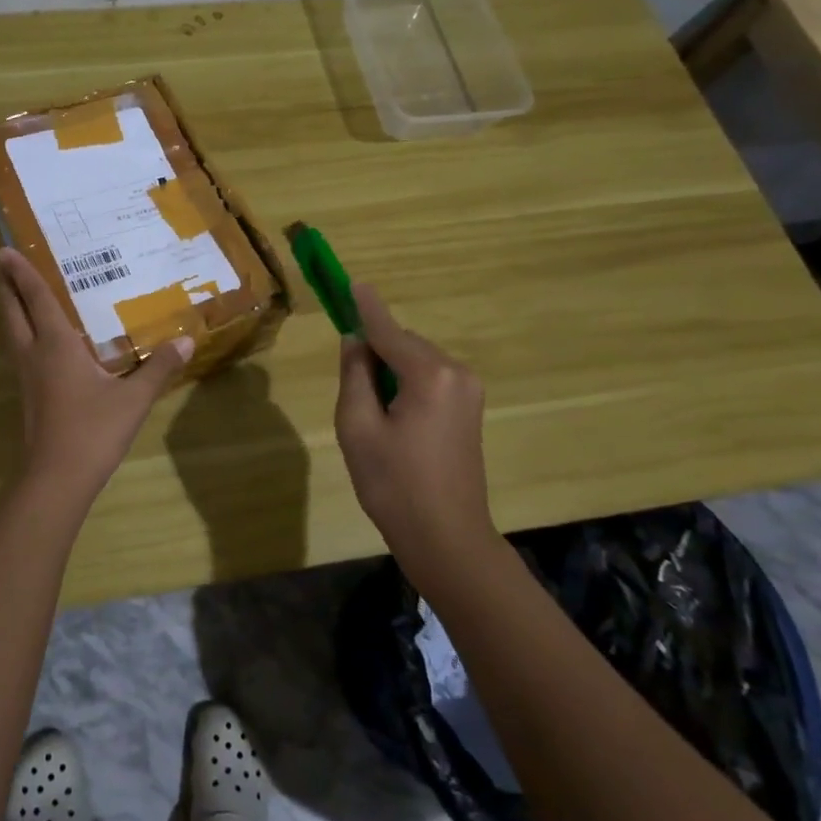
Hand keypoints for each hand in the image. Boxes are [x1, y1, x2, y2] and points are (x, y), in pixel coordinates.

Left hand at [0, 247, 192, 500]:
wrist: (57, 478)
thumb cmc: (93, 430)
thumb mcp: (133, 399)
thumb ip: (159, 368)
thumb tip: (187, 341)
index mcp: (56, 344)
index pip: (37, 298)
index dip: (23, 273)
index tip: (5, 250)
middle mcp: (34, 353)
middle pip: (13, 312)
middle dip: (5, 286)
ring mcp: (27, 376)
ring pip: (11, 332)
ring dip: (8, 308)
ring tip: (8, 292)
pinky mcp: (28, 396)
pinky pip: (19, 351)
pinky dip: (19, 332)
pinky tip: (32, 341)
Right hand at [335, 283, 496, 567]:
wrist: (447, 538)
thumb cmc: (394, 484)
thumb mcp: (357, 427)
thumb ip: (354, 375)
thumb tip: (355, 341)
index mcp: (429, 374)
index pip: (387, 330)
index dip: (365, 307)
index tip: (351, 281)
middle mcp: (456, 372)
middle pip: (403, 344)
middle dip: (375, 351)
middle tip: (350, 388)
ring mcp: (468, 391)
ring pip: (416, 361)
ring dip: (390, 370)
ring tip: (371, 413)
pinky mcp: (470, 409)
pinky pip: (429, 379)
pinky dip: (406, 383)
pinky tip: (392, 417)